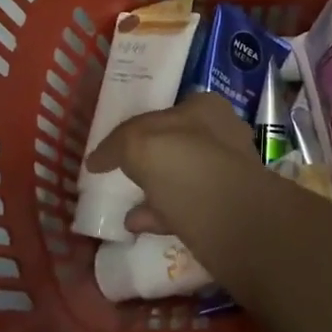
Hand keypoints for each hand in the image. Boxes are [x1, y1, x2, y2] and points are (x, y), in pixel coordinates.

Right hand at [85, 92, 261, 235]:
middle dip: (150, 158)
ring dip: (155, 189)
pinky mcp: (226, 210)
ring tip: (125, 203)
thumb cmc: (187, 167)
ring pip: (182, 177)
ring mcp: (226, 173)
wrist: (234, 223)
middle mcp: (221, 135)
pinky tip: (137, 224)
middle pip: (177, 143)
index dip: (141, 124)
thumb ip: (118, 144)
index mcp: (206, 107)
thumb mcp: (140, 143)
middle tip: (123, 172)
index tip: (119, 143)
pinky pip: (185, 208)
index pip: (167, 110)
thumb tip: (97, 159)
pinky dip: (161, 215)